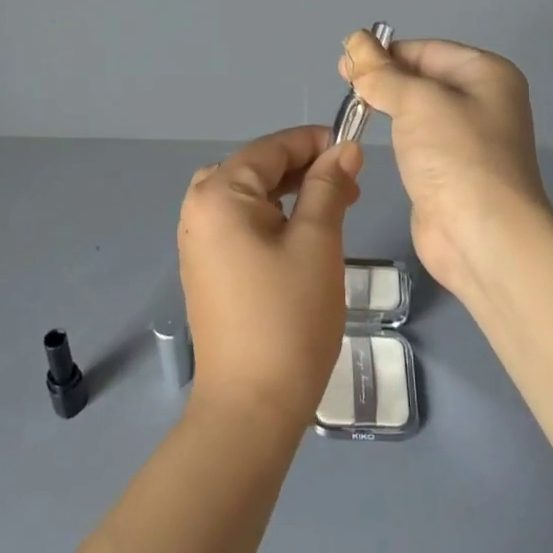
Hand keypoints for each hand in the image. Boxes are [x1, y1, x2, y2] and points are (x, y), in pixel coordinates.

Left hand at [178, 127, 362, 432]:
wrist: (250, 409)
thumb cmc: (288, 317)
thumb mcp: (317, 241)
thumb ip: (328, 186)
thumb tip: (345, 148)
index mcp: (219, 193)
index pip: (271, 148)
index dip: (315, 143)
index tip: (355, 152)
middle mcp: (199, 207)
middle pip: (258, 168)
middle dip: (306, 170)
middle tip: (350, 188)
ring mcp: (198, 239)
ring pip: (251, 195)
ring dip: (292, 193)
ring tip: (334, 208)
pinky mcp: (206, 266)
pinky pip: (241, 222)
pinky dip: (274, 217)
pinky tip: (304, 233)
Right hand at [339, 33, 552, 299]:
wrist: (483, 238)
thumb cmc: (456, 156)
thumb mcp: (416, 101)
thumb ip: (381, 72)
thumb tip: (355, 41)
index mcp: (487, 73)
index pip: (426, 50)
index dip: (385, 52)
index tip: (345, 63)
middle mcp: (483, 101)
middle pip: (423, 77)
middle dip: (384, 77)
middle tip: (343, 82)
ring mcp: (468, 139)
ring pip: (418, 110)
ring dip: (387, 105)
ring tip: (351, 107)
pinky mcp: (451, 171)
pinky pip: (417, 140)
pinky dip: (395, 135)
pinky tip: (370, 135)